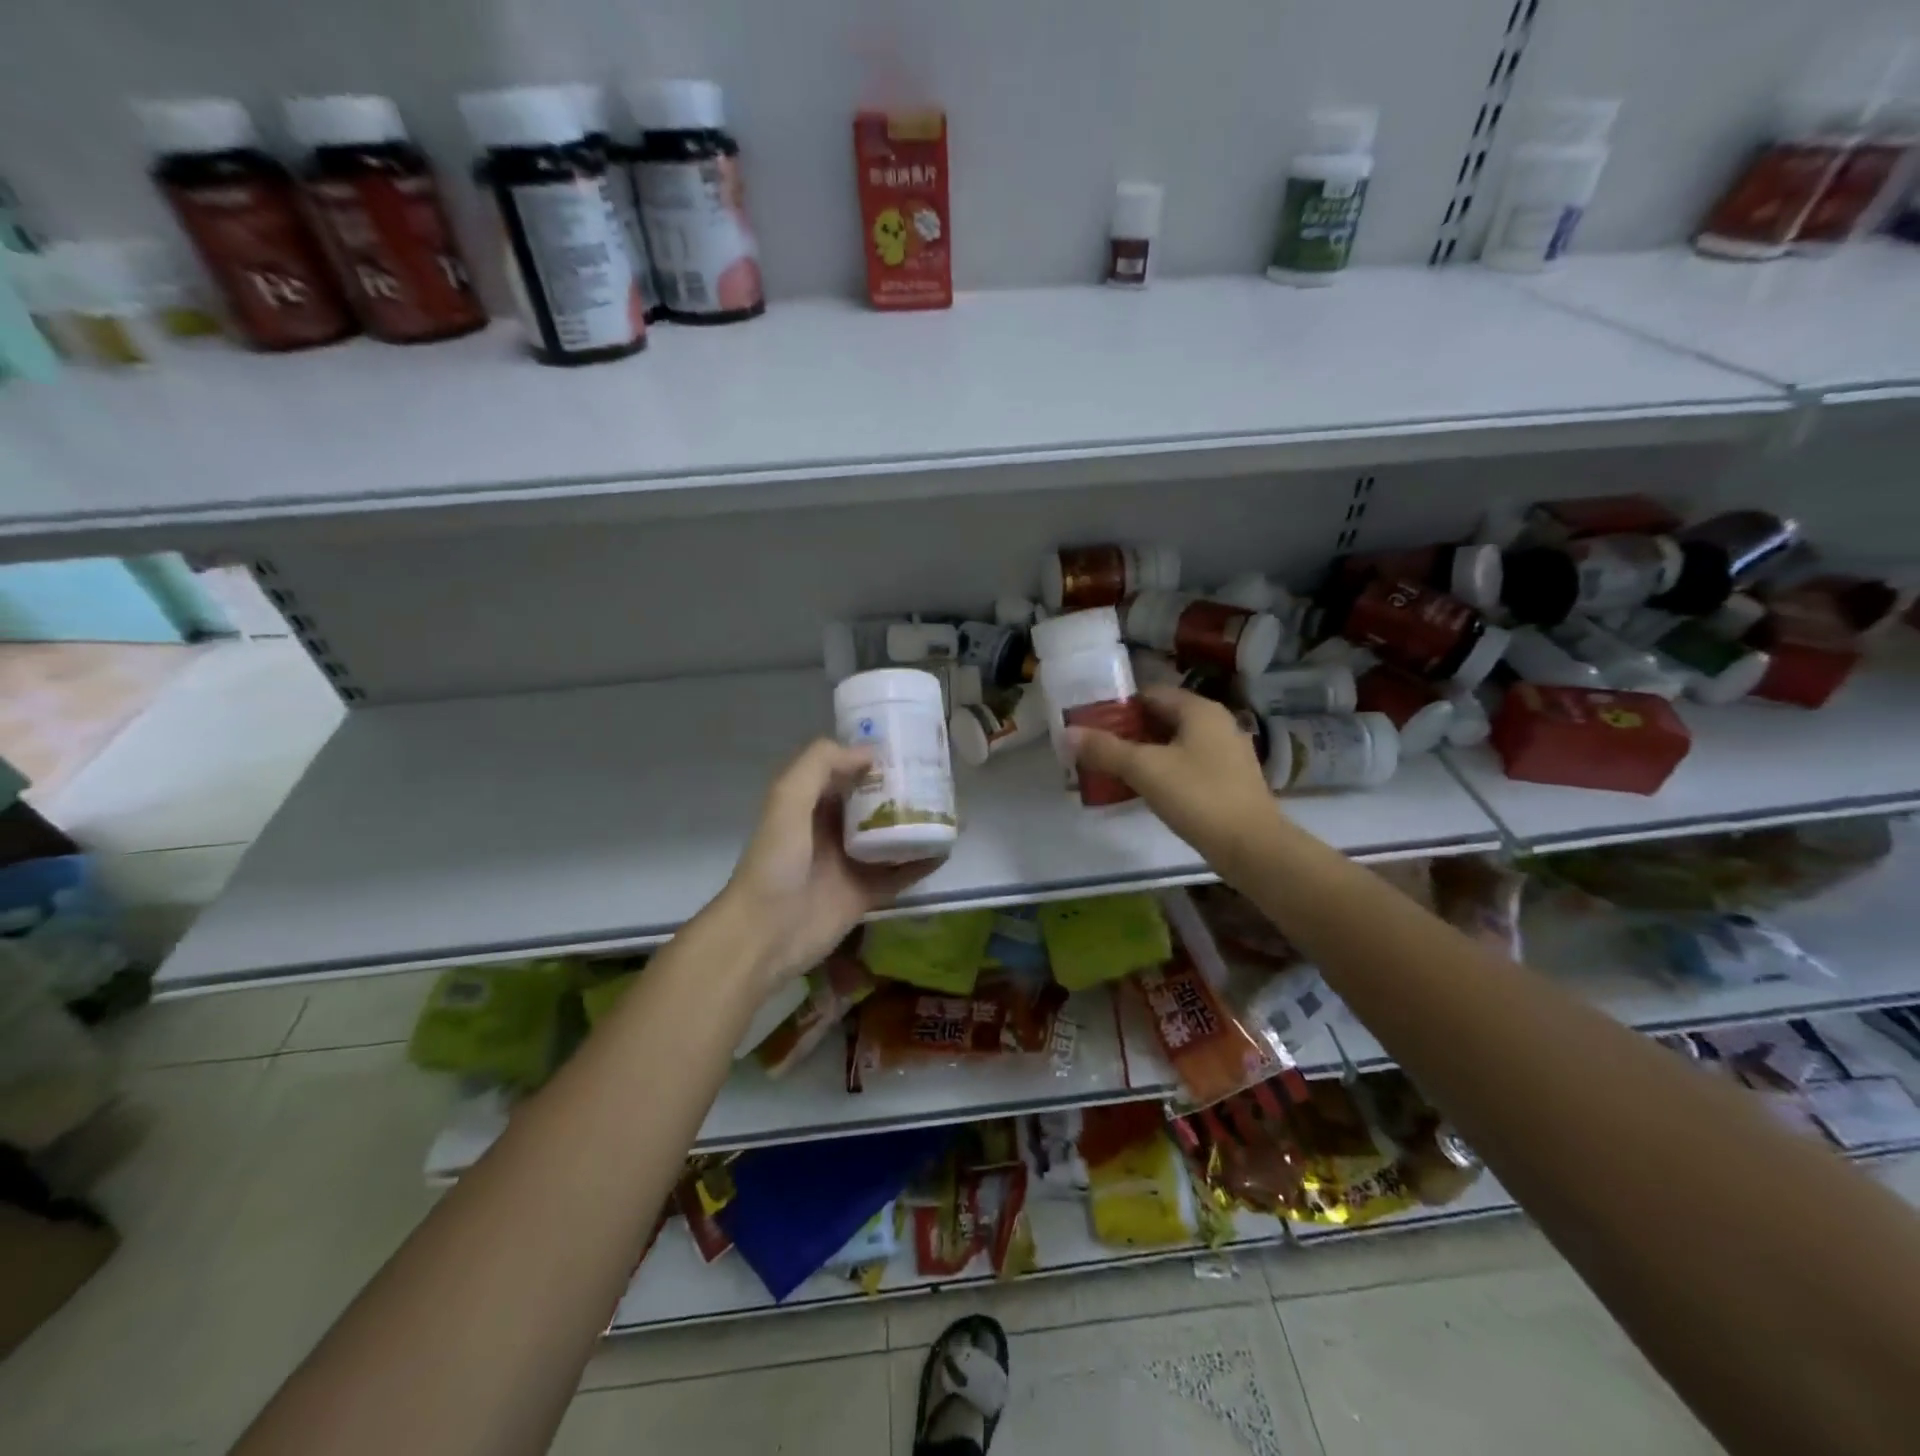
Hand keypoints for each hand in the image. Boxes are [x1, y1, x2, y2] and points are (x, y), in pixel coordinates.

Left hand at [716, 739, 939, 987]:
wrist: (766, 933)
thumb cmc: (775, 862)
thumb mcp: (787, 800)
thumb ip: (820, 766)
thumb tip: (869, 752)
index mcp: (811, 805)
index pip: (846, 773)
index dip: (874, 759)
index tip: (909, 747)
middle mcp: (832, 830)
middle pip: (874, 803)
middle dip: (903, 790)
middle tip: (940, 777)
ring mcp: (851, 863)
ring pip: (891, 837)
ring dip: (917, 824)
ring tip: (952, 809)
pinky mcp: (866, 893)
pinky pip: (900, 873)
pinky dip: (922, 862)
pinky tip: (947, 849)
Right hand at [1068, 686, 1279, 871]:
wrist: (1251, 847)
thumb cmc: (1198, 796)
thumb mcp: (1145, 769)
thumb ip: (1105, 749)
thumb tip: (1067, 733)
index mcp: (1200, 710)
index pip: (1150, 694)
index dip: (1117, 707)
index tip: (1090, 724)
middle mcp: (1216, 724)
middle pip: (1162, 718)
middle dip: (1127, 733)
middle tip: (1095, 749)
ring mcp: (1226, 753)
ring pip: (1174, 744)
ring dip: (1144, 754)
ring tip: (1112, 770)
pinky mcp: (1228, 781)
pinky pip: (1187, 765)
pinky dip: (1163, 771)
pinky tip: (1143, 790)